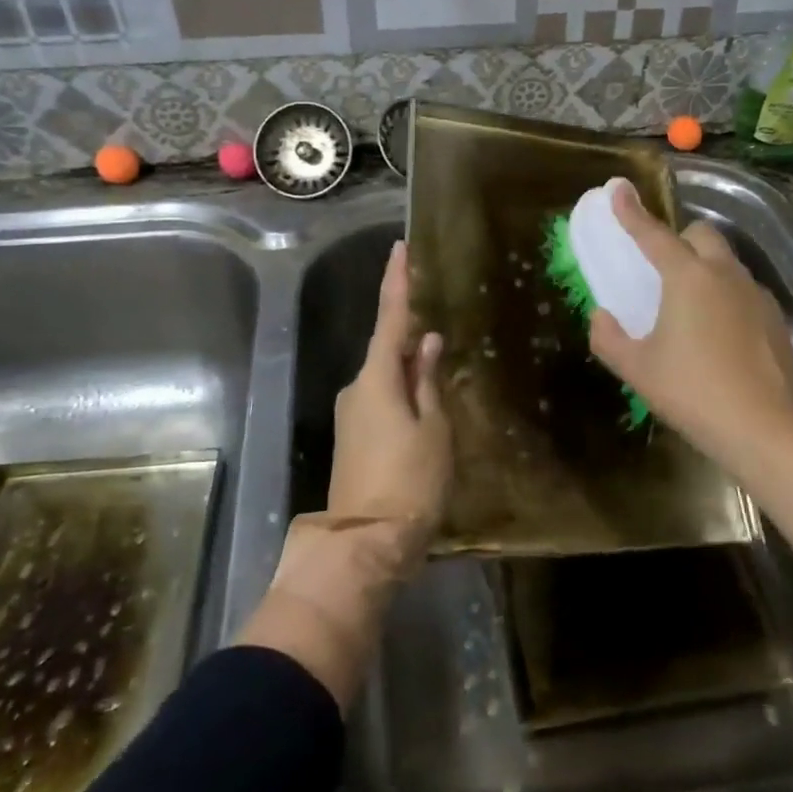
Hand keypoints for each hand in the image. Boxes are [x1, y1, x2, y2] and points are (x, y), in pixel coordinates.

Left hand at [328, 240, 451, 574]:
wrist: (366, 543)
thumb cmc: (411, 481)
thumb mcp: (434, 429)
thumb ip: (429, 382)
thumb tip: (428, 343)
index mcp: (377, 378)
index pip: (391, 318)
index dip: (397, 281)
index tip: (401, 248)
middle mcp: (356, 388)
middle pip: (388, 350)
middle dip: (412, 338)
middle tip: (441, 331)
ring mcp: (351, 414)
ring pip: (386, 378)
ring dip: (410, 371)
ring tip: (442, 376)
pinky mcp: (353, 437)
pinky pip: (381, 400)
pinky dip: (402, 393)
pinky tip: (424, 406)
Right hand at [588, 181, 792, 471]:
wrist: (762, 428)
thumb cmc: (690, 391)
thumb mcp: (636, 368)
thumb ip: (608, 337)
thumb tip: (601, 316)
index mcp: (687, 278)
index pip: (653, 234)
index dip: (631, 211)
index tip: (618, 188)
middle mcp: (724, 275)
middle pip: (702, 234)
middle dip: (680, 239)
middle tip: (663, 268)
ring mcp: (756, 295)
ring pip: (727, 262)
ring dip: (706, 269)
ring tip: (691, 307)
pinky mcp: (775, 319)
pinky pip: (745, 292)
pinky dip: (727, 297)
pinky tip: (721, 334)